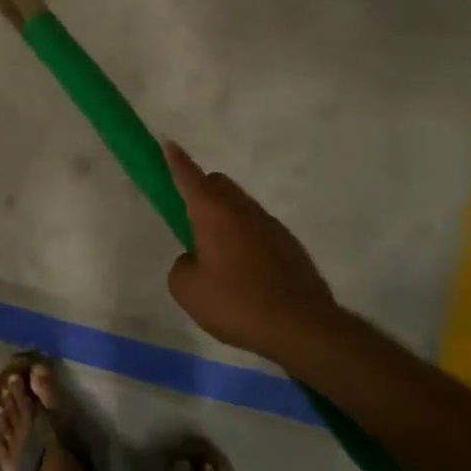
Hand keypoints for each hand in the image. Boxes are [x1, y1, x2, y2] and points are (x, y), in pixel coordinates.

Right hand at [165, 142, 337, 359]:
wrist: (302, 326)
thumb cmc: (237, 303)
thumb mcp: (188, 290)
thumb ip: (182, 266)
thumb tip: (194, 259)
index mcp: (214, 213)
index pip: (189, 177)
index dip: (175, 161)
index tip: (168, 144)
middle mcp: (244, 211)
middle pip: (219, 184)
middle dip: (201, 191)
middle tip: (189, 220)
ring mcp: (272, 226)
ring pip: (241, 207)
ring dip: (226, 219)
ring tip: (219, 258)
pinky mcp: (290, 246)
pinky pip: (259, 231)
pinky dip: (246, 240)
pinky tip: (245, 275)